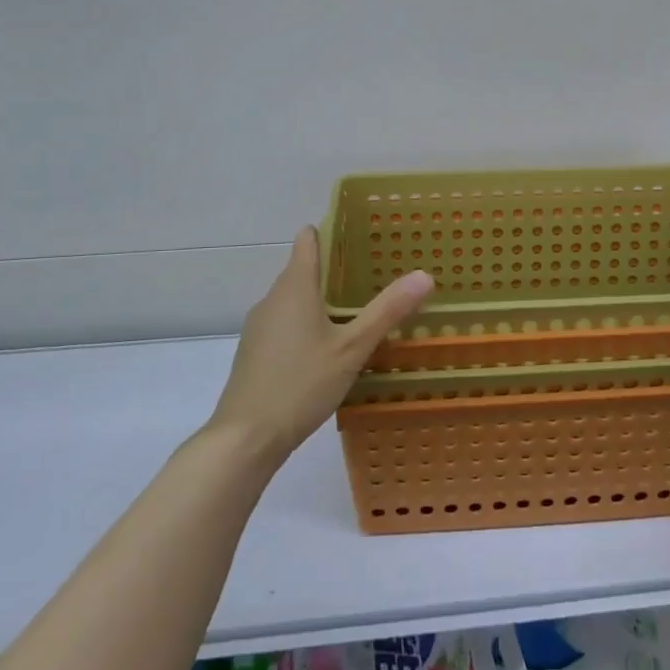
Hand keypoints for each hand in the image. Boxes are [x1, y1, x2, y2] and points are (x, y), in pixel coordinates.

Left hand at [208, 227, 434, 465]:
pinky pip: (284, 323)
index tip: (358, 235)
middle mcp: (272, 298)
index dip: (329, 232)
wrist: (246, 437)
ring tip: (354, 314)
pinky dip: (304, 324)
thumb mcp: (352, 348)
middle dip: (333, 270)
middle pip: (301, 269)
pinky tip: (325, 349)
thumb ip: (387, 311)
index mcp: (294, 287)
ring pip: (292, 299)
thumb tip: (424, 275)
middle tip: (371, 278)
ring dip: (319, 300)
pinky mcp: (254, 351)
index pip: (307, 241)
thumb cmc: (302, 383)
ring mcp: (259, 326)